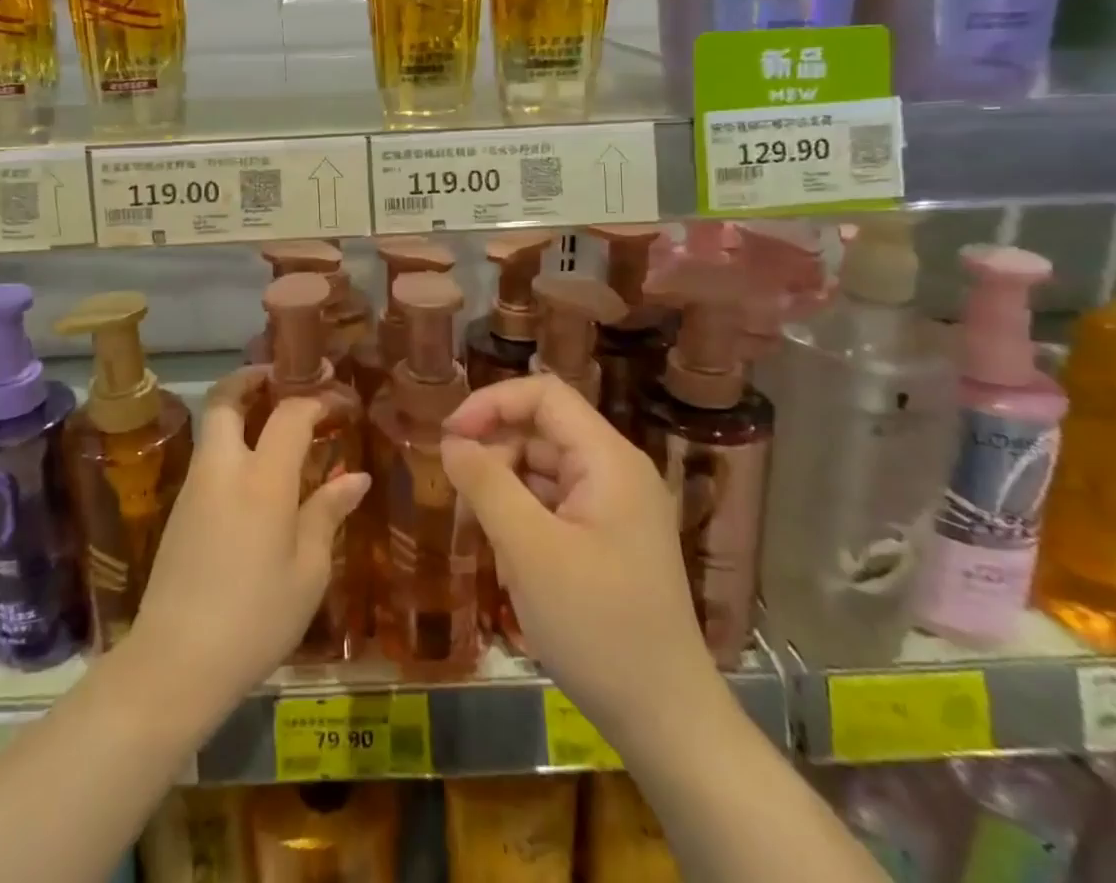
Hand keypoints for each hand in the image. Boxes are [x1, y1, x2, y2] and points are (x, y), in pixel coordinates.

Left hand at [125, 370, 370, 715]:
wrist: (174, 663)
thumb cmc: (255, 618)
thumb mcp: (307, 572)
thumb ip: (327, 514)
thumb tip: (356, 477)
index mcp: (262, 479)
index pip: (290, 414)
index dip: (317, 401)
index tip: (340, 406)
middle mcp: (223, 469)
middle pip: (225, 399)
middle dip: (251, 380)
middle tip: (282, 382)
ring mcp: (194, 487)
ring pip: (213, 427)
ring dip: (239, 411)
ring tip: (276, 425)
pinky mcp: (179, 510)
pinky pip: (209, 458)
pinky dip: (231, 445)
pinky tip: (255, 476)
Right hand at [440, 374, 721, 736]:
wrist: (666, 722)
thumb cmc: (597, 626)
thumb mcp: (528, 550)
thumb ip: (485, 483)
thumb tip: (451, 440)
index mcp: (608, 459)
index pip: (544, 395)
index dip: (491, 403)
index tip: (449, 436)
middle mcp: (616, 471)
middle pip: (543, 429)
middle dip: (494, 448)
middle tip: (457, 490)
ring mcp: (615, 506)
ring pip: (544, 467)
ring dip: (504, 483)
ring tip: (479, 525)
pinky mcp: (608, 537)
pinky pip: (555, 501)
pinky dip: (523, 512)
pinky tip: (506, 548)